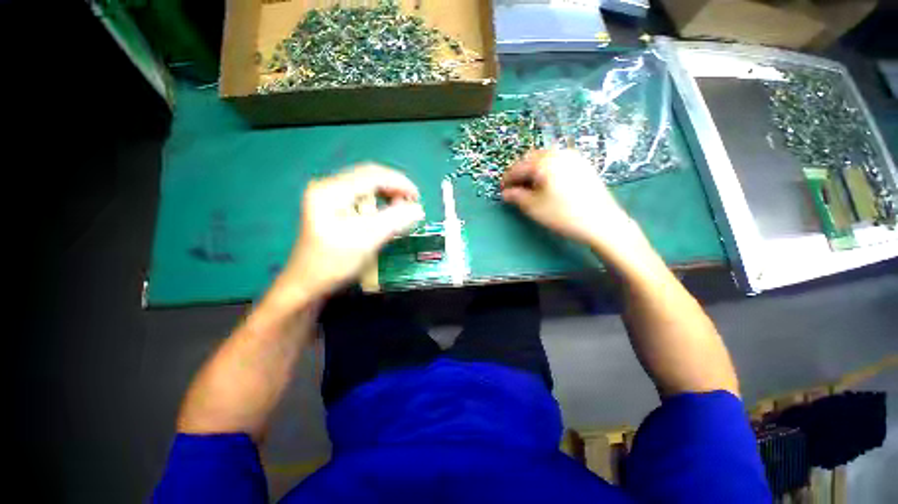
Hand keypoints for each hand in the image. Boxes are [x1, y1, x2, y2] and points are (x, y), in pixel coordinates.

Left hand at [277, 164, 424, 300]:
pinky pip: (362, 196)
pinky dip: (378, 202)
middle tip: (412, 203)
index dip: (399, 182)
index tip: (418, 197)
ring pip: (367, 185)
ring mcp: (329, 195)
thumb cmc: (334, 264)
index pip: (372, 175)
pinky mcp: (333, 206)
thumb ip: (393, 221)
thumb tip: (419, 209)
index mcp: (331, 191)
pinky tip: (386, 212)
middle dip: (394, 186)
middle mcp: (328, 186)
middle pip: (369, 176)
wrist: (307, 284)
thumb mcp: (366, 241)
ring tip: (401, 208)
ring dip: (387, 193)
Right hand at [502, 149, 641, 253]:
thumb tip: (506, 193)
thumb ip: (516, 197)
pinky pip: (558, 161)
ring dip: (533, 170)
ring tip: (528, 186)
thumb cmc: (562, 215)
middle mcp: (558, 153)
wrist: (602, 222)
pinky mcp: (583, 164)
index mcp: (544, 162)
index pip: (518, 167)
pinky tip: (546, 183)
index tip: (501, 190)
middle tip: (513, 188)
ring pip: (545, 159)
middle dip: (520, 172)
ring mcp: (573, 157)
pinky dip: (547, 169)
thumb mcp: (533, 207)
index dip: (507, 179)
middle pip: (531, 159)